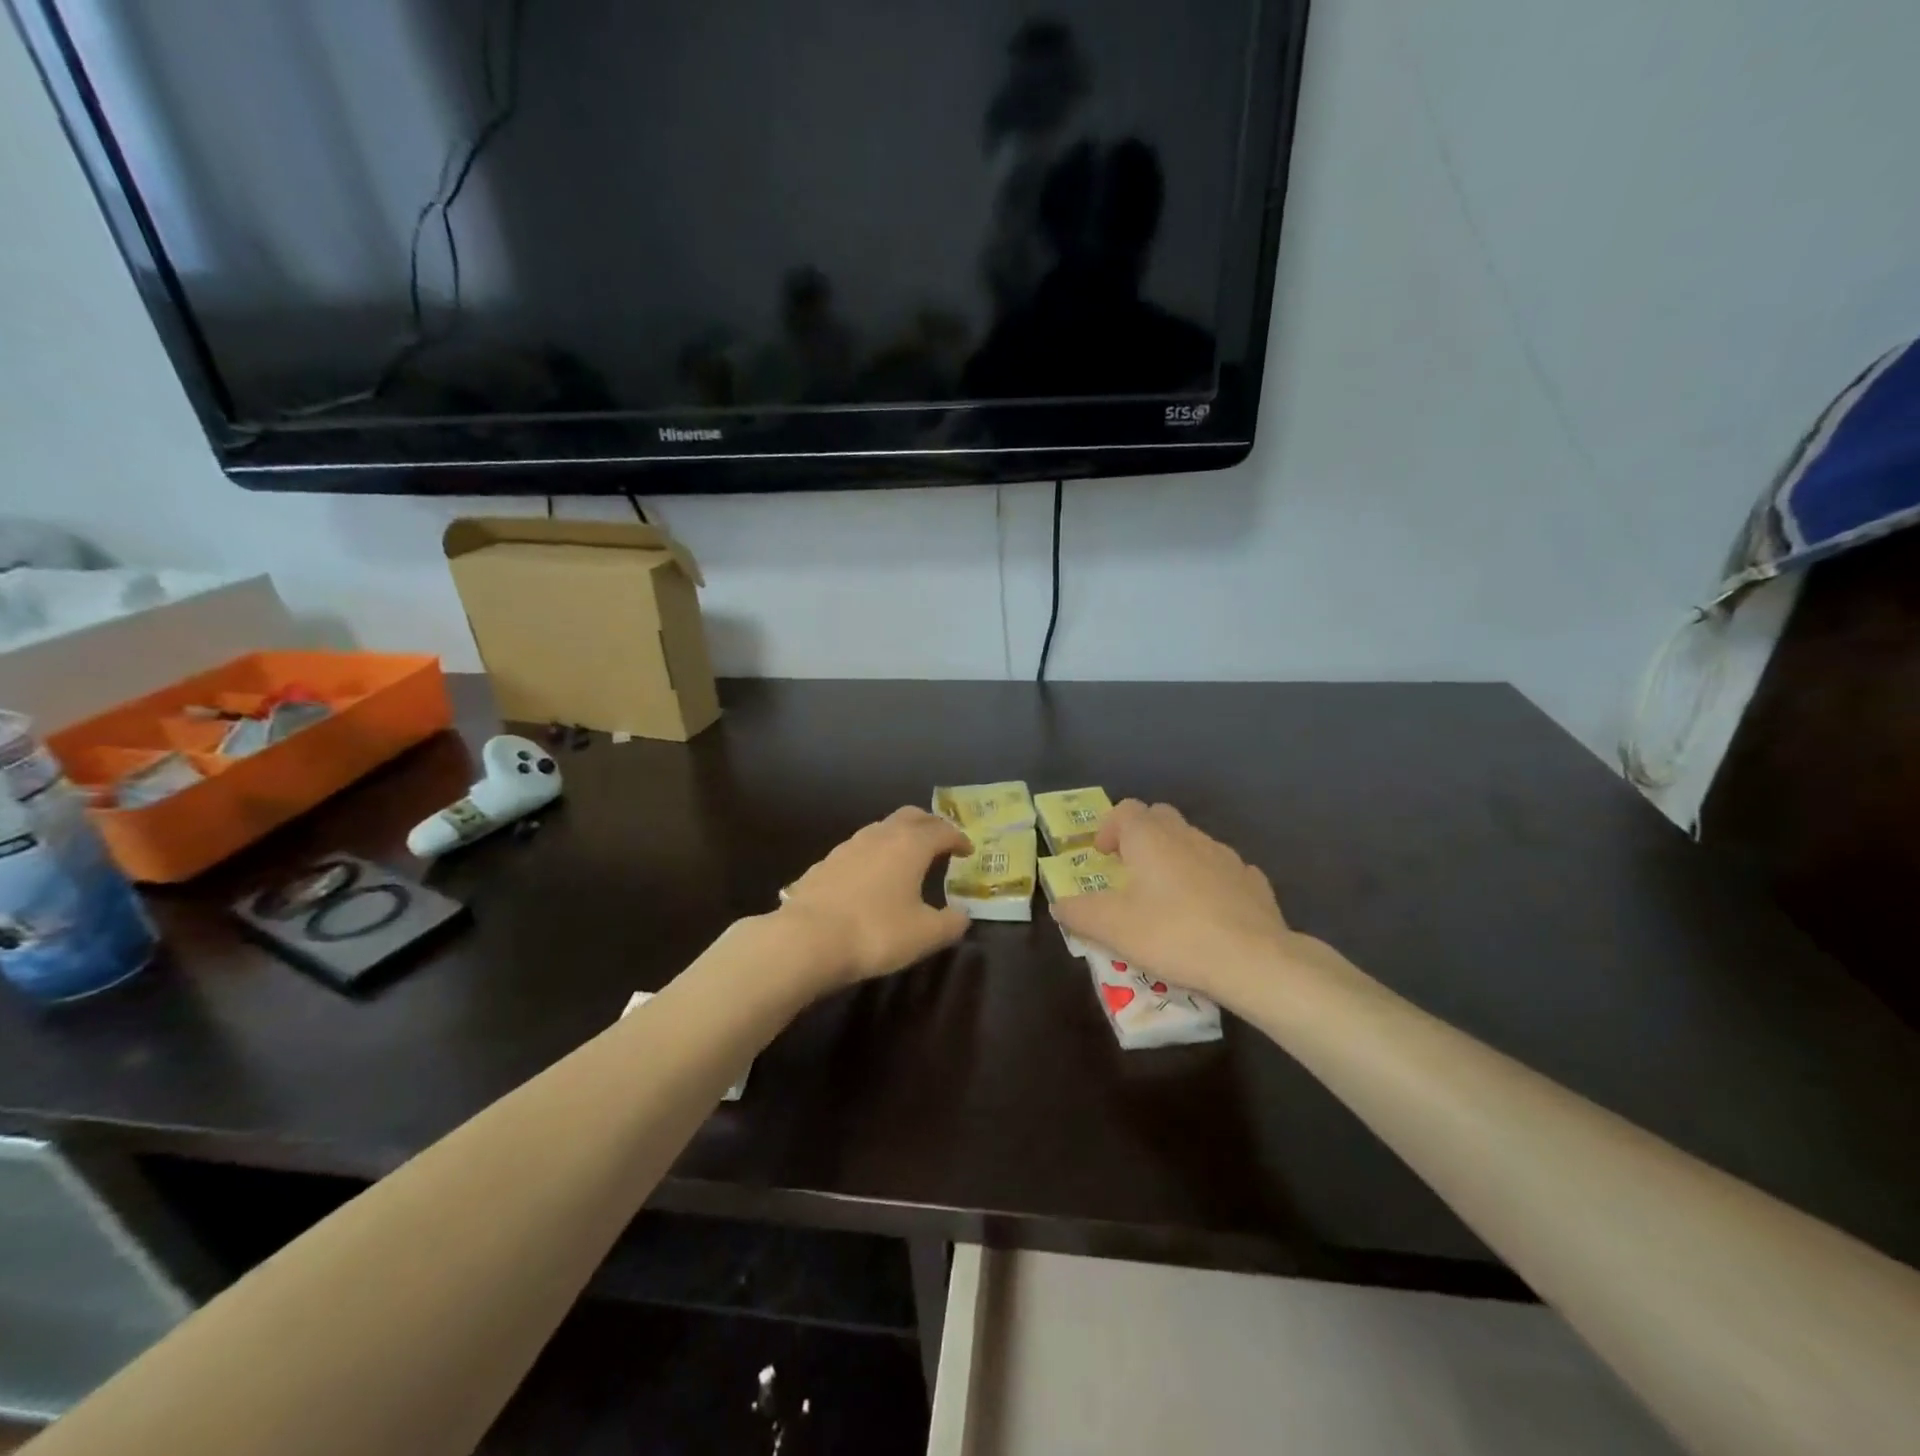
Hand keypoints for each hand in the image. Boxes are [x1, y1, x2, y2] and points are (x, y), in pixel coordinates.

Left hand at [773, 807, 973, 989]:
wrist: (807, 939)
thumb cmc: (876, 932)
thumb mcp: (925, 935)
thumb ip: (951, 923)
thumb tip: (962, 915)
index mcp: (911, 845)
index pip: (943, 830)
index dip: (959, 838)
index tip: (967, 850)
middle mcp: (880, 835)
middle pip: (911, 816)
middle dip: (929, 825)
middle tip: (940, 842)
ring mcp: (848, 846)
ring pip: (881, 829)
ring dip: (899, 837)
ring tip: (906, 858)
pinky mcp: (825, 863)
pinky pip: (858, 849)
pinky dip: (873, 855)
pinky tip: (870, 877)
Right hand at [1051, 800, 1308, 1002]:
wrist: (1253, 959)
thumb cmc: (1172, 934)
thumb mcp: (1112, 929)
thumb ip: (1079, 913)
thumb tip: (1060, 906)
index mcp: (1151, 838)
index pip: (1126, 810)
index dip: (1109, 827)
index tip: (1102, 855)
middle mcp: (1188, 836)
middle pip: (1160, 818)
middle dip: (1142, 837)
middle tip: (1130, 870)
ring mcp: (1225, 856)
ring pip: (1192, 843)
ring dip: (1175, 859)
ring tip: (1167, 897)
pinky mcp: (1252, 881)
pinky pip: (1222, 870)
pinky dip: (1208, 881)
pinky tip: (1207, 912)